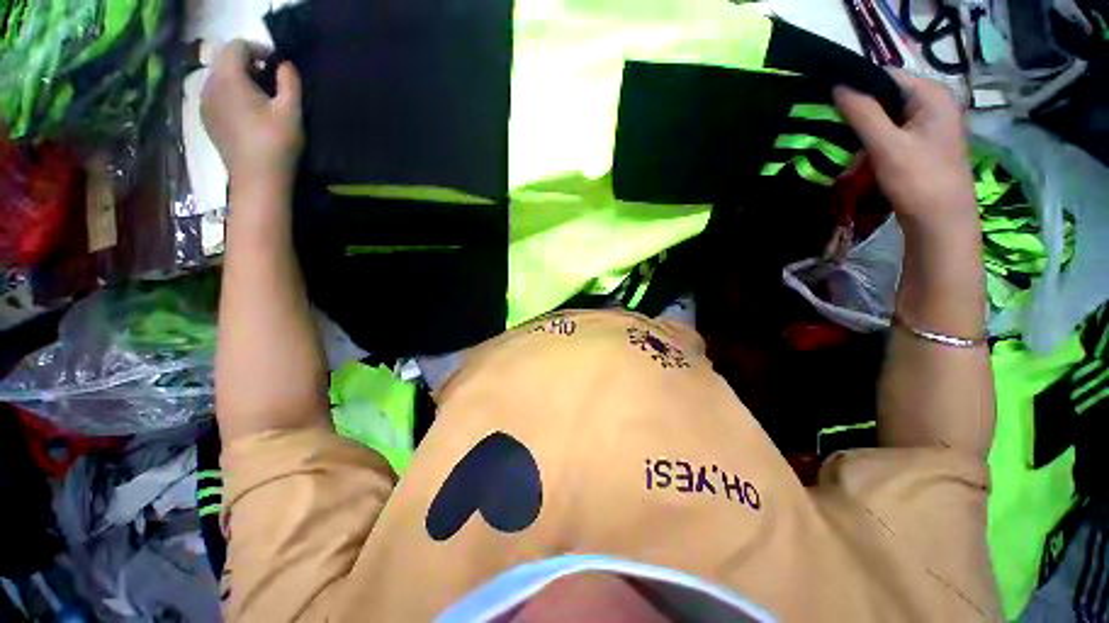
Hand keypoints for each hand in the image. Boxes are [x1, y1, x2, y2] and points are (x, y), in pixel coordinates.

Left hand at [201, 40, 303, 188]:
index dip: (257, 48)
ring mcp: (204, 104)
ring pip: (220, 79)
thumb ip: (289, 82)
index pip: (236, 46)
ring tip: (261, 98)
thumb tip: (285, 64)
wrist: (257, 180)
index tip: (277, 63)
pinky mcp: (207, 120)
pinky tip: (248, 114)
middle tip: (272, 82)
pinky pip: (216, 96)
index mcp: (228, 79)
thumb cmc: (276, 144)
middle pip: (225, 61)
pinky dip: (231, 96)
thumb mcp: (291, 111)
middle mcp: (209, 86)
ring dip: (239, 80)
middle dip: (248, 65)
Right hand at [833, 71, 977, 240]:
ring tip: (839, 145)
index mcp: (931, 94)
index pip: (885, 77)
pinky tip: (856, 156)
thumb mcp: (887, 145)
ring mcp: (927, 125)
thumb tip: (838, 85)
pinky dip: (871, 143)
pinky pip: (889, 134)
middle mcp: (932, 103)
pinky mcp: (920, 144)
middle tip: (830, 129)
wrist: (940, 223)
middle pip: (885, 97)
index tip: (827, 104)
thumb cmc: (918, 180)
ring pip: (885, 117)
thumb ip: (863, 113)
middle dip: (857, 113)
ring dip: (861, 131)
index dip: (856, 87)